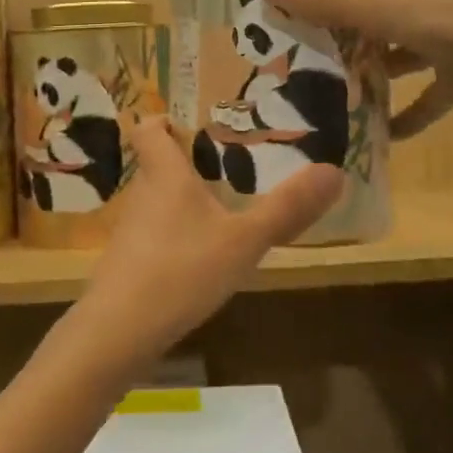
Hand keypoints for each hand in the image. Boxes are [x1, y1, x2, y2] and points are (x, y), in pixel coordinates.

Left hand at [65, 119, 342, 374]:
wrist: (118, 333)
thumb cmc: (181, 269)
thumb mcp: (244, 240)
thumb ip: (286, 208)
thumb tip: (335, 171)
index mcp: (165, 173)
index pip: (148, 127)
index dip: (164, 120)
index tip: (191, 125)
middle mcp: (142, 193)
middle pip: (156, 164)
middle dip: (186, 163)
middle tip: (226, 167)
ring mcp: (130, 230)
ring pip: (156, 201)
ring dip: (182, 201)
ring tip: (220, 212)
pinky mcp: (126, 263)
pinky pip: (153, 234)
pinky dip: (174, 235)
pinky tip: (199, 258)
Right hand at [264, 0, 452, 137]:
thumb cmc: (451, 16)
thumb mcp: (380, 8)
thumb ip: (326, 2)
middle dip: (349, 13)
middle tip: (305, 30)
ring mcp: (447, 37)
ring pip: (401, 51)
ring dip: (373, 68)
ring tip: (329, 85)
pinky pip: (429, 97)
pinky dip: (409, 116)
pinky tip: (382, 135)